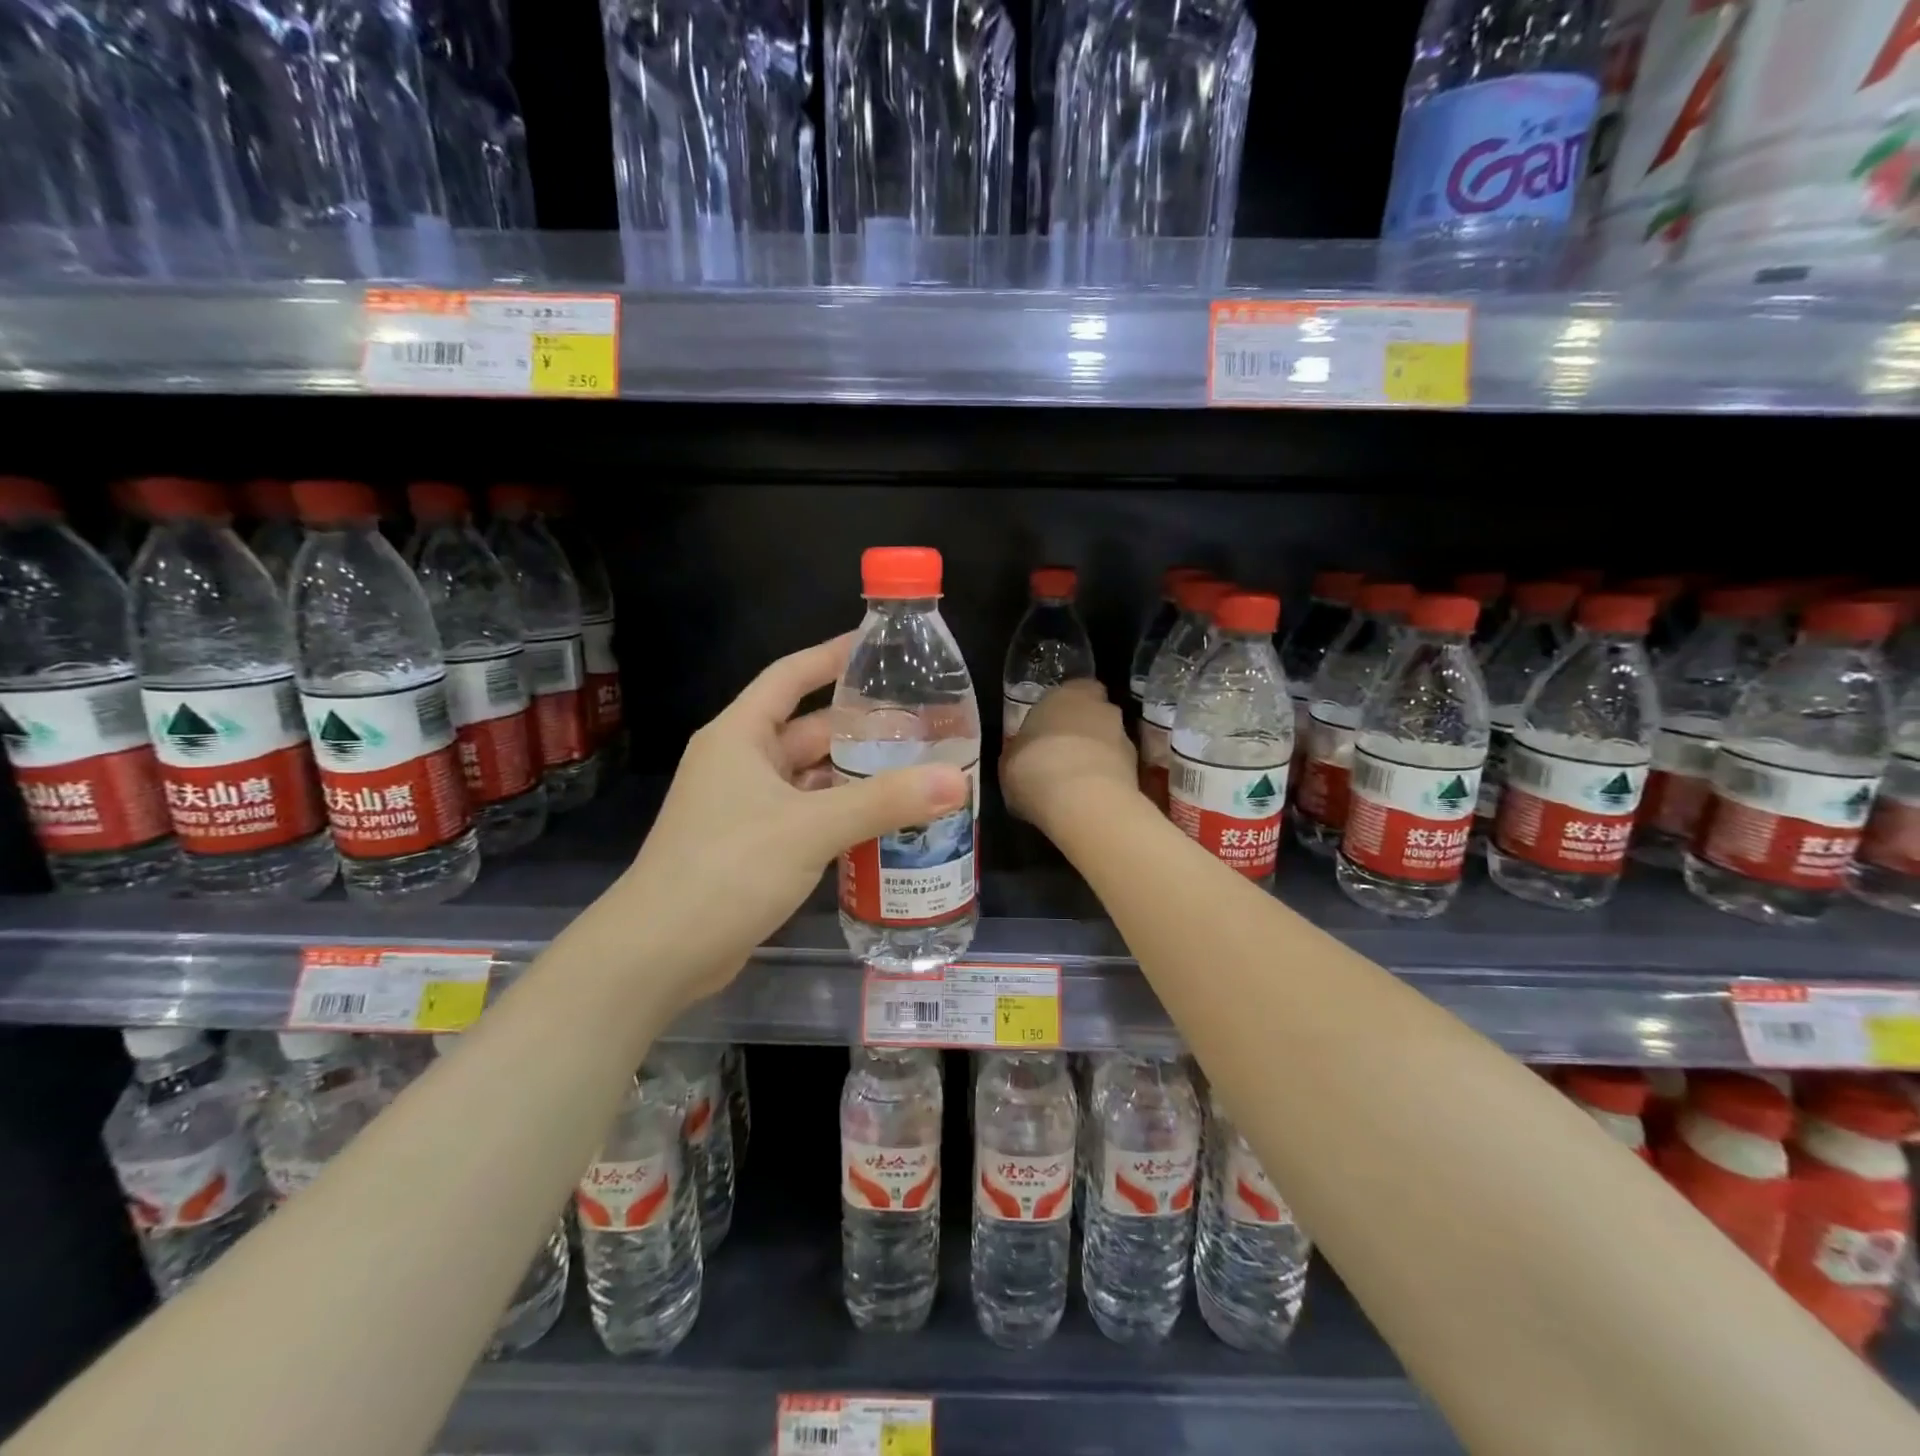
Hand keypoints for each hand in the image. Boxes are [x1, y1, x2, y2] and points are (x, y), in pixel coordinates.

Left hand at [615, 634, 968, 1008]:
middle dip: (859, 726)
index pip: (790, 676)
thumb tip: (957, 781)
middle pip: (807, 729)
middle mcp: (741, 763)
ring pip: (809, 777)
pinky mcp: (753, 846)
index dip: (832, 656)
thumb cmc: (727, 869)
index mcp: (741, 736)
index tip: (879, 647)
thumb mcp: (810, 828)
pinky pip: (806, 814)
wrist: (659, 953)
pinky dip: (840, 813)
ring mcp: (745, 807)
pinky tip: (883, 821)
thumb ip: (885, 801)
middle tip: (920, 724)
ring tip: (913, 769)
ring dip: (853, 774)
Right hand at [1000, 680, 1136, 834]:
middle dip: (1084, 730)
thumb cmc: (1034, 768)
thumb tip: (1021, 757)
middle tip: (1064, 753)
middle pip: (1095, 713)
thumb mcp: (1009, 760)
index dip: (1064, 708)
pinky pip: (1117, 769)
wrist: (1080, 800)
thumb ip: (1021, 750)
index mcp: (1065, 694)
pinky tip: (1089, 798)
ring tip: (1077, 782)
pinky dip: (1107, 779)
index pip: (1074, 689)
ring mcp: (1124, 737)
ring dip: (1098, 755)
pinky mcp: (1137, 769)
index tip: (1051, 727)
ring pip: (1109, 741)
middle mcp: (1100, 707)